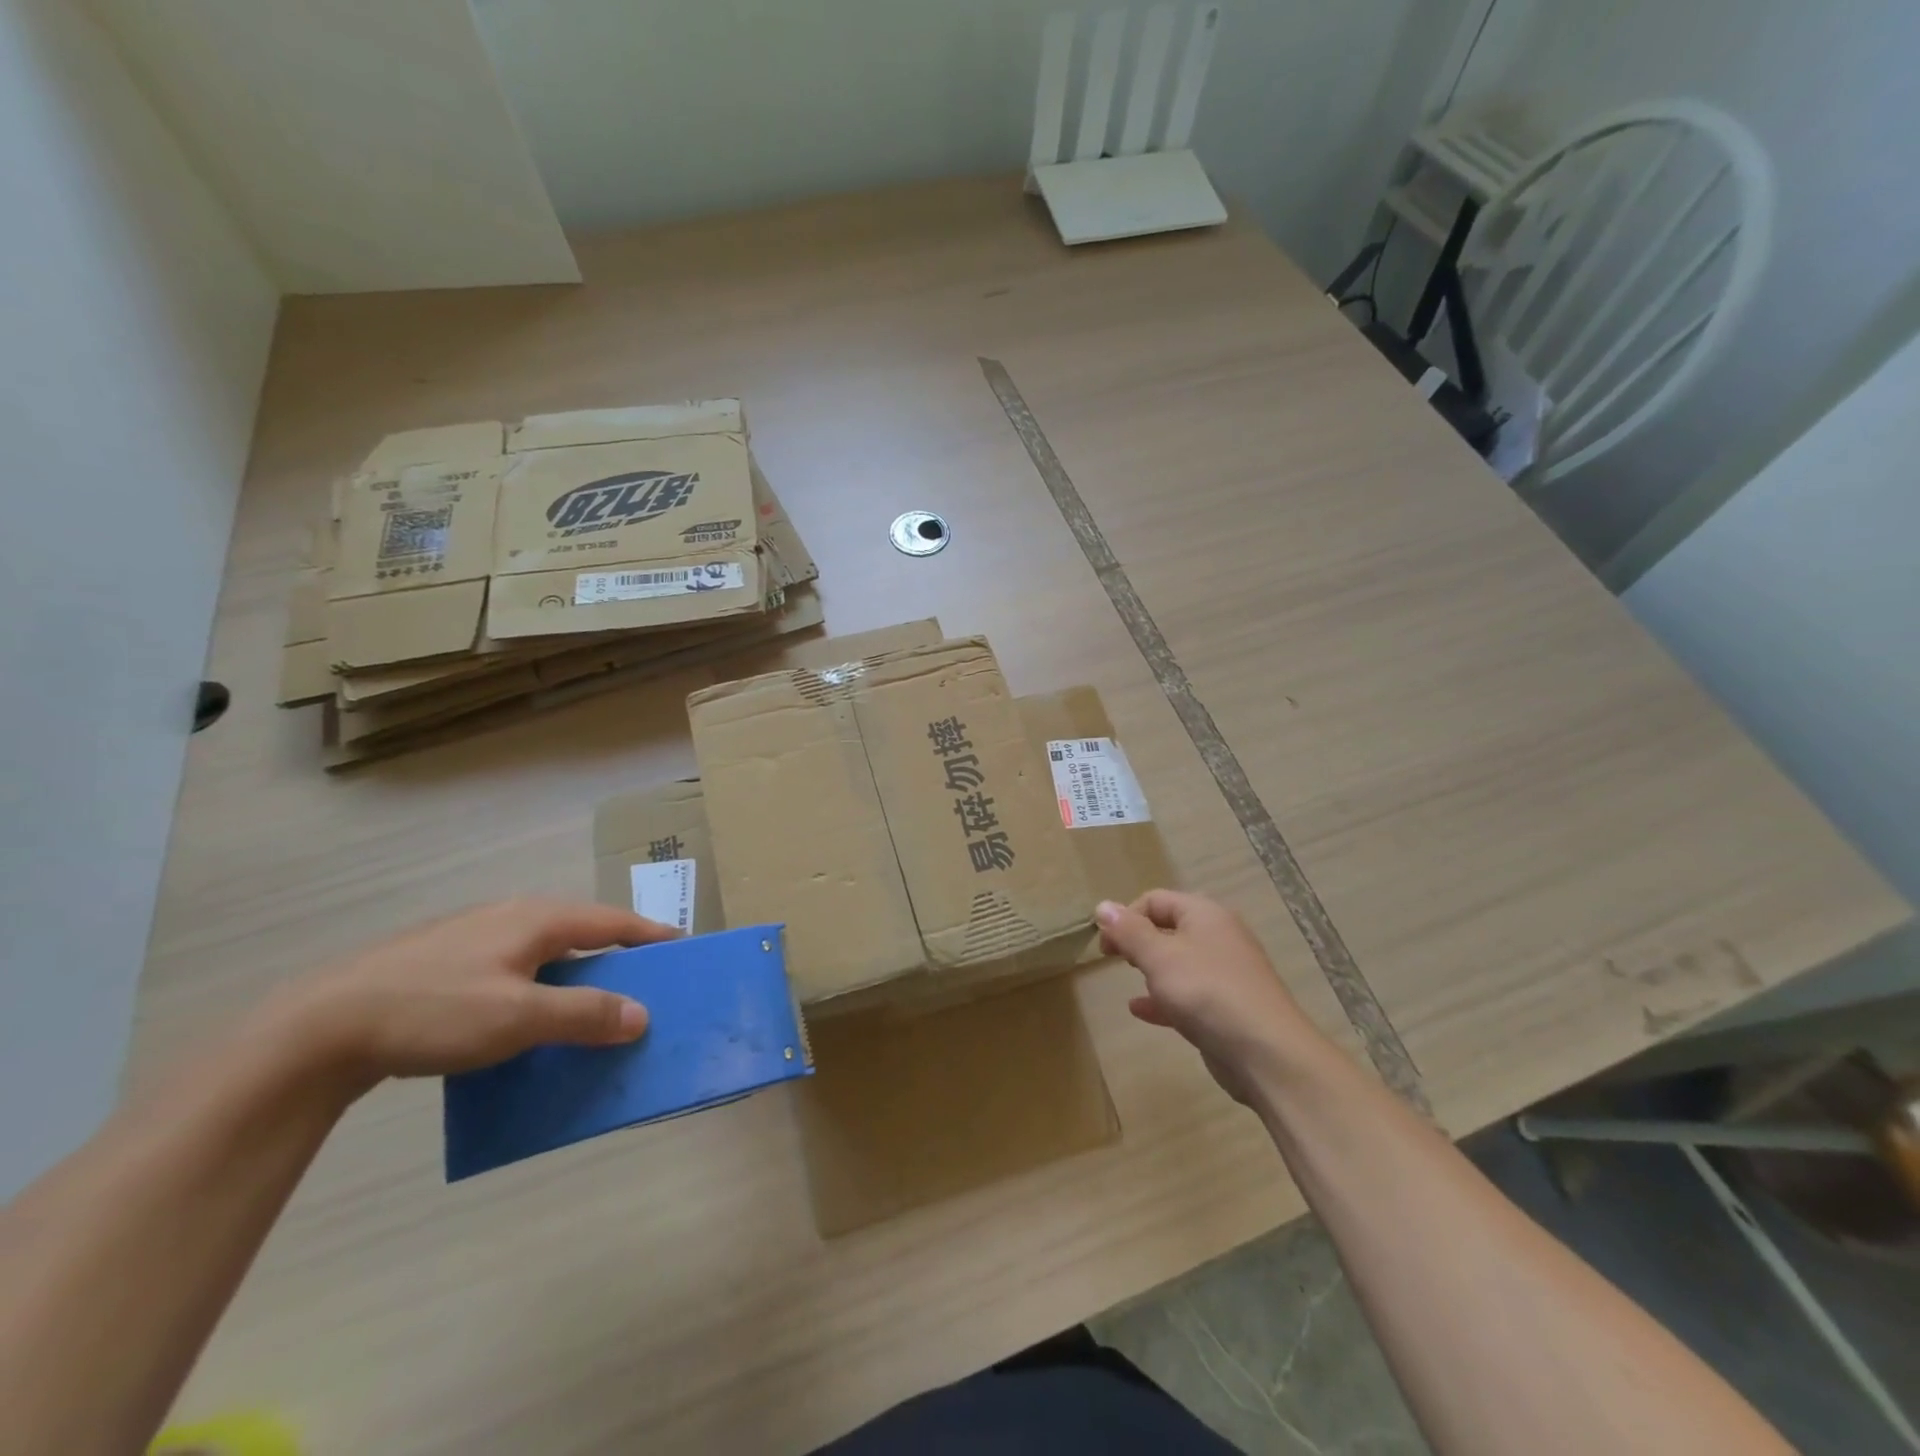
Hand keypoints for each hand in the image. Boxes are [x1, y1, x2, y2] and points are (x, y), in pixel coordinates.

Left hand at [275, 898, 678, 1086]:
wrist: (319, 1027)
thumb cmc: (435, 1011)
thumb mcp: (519, 1019)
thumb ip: (584, 1015)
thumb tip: (643, 1015)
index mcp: (538, 919)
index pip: (614, 923)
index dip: (651, 935)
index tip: (683, 950)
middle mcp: (513, 916)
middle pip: (583, 932)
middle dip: (616, 957)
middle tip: (642, 986)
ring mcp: (475, 936)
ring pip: (545, 951)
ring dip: (576, 975)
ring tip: (590, 1006)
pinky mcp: (446, 960)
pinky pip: (514, 967)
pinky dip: (539, 986)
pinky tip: (525, 1017)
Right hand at [1096, 891, 1324, 1103]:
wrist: (1267, 1053)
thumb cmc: (1207, 992)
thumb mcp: (1159, 957)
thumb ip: (1129, 932)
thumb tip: (1102, 905)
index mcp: (1204, 914)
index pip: (1156, 900)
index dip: (1125, 916)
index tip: (1104, 945)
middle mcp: (1218, 936)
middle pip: (1169, 928)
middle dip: (1138, 940)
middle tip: (1113, 959)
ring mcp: (1226, 973)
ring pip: (1179, 962)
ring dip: (1151, 969)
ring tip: (1128, 980)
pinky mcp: (1227, 1007)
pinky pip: (1189, 994)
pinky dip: (1164, 998)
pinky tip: (1141, 1010)